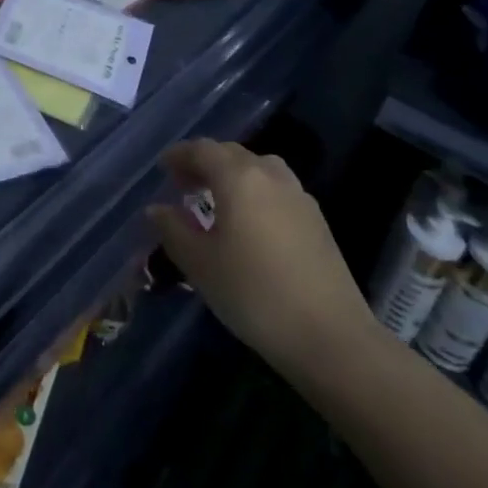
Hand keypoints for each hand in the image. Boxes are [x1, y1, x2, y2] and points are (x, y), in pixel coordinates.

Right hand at [148, 139, 378, 381]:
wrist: (330, 337)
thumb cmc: (253, 294)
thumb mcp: (200, 264)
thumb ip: (173, 230)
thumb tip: (157, 210)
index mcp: (239, 178)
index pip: (203, 150)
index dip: (180, 155)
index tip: (163, 168)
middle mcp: (270, 175)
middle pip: (232, 154)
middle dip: (205, 163)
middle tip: (184, 185)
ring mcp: (299, 197)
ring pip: (259, 169)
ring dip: (233, 175)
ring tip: (217, 201)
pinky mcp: (317, 221)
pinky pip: (277, 190)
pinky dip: (255, 192)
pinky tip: (250, 224)